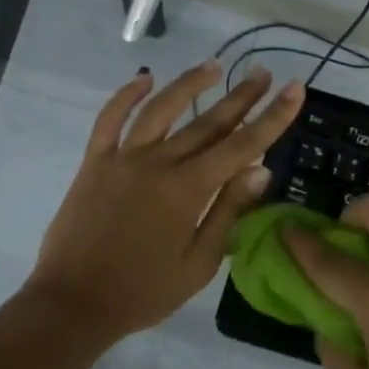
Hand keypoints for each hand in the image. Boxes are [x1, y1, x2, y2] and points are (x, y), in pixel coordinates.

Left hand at [27, 61, 303, 342]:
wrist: (75, 302)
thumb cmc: (144, 292)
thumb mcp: (198, 263)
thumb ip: (228, 212)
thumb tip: (260, 169)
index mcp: (187, 190)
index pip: (241, 145)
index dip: (272, 117)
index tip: (293, 89)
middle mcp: (157, 163)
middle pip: (207, 122)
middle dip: (240, 96)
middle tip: (263, 73)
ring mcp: (122, 158)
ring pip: (161, 109)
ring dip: (189, 84)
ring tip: (214, 66)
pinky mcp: (94, 162)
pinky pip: (110, 119)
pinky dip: (126, 95)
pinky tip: (145, 79)